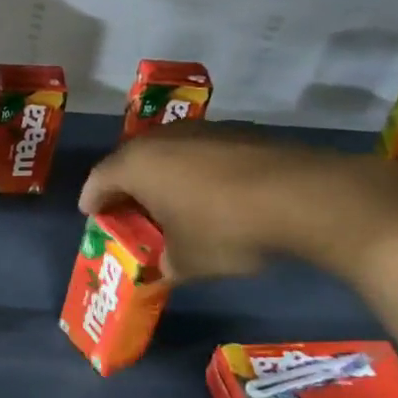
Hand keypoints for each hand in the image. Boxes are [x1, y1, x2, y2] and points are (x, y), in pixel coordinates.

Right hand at [78, 127, 397, 284]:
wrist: (304, 197)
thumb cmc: (226, 230)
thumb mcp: (186, 262)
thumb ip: (164, 264)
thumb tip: (164, 266)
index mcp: (136, 166)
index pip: (98, 180)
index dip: (93, 200)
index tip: (93, 215)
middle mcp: (162, 140)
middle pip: (131, 161)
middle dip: (127, 187)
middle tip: (131, 211)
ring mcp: (202, 131)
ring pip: (168, 154)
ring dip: (164, 176)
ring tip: (173, 203)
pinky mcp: (239, 132)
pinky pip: (201, 153)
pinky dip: (198, 171)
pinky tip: (214, 195)